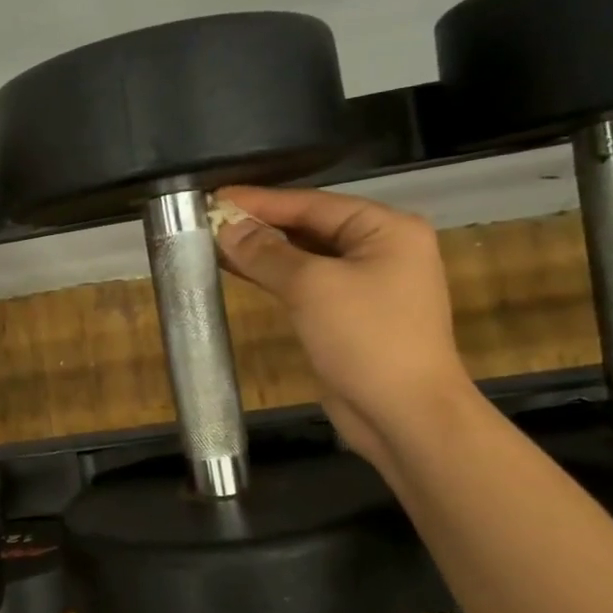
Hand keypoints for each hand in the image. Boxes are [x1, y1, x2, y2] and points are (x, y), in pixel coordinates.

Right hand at [214, 185, 471, 460]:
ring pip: (304, 257)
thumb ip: (266, 254)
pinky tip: (239, 271)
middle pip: (309, 227)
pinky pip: (305, 284)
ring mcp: (365, 284)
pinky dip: (273, 277)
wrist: (404, 416)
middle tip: (207, 219)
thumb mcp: (312, 287)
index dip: (260, 201)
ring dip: (262, 252)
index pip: (312, 204)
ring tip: (213, 242)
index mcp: (385, 229)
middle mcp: (379, 249)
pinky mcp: (348, 315)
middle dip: (259, 225)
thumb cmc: (366, 339)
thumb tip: (226, 228)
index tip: (214, 197)